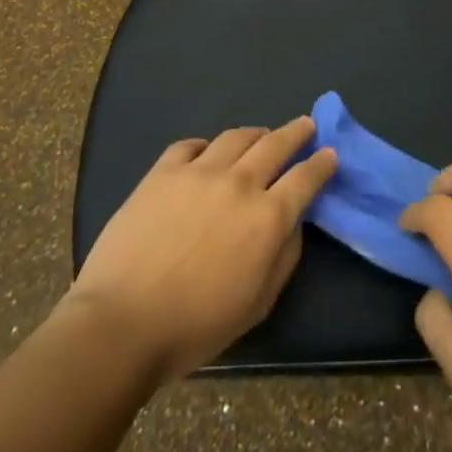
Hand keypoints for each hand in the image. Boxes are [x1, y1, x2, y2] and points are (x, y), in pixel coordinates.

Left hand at [62, 117, 337, 381]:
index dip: (322, 163)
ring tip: (261, 135)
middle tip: (306, 125)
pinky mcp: (162, 172)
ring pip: (236, 137)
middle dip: (297, 132)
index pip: (305, 178)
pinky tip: (207, 152)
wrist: (121, 323)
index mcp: (267, 217)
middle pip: (276, 144)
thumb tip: (293, 223)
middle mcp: (239, 183)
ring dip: (256, 134)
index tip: (330, 154)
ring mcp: (198, 172)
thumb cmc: (195, 326)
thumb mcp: (258, 304)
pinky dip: (207, 145)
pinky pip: (191, 145)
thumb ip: (284, 257)